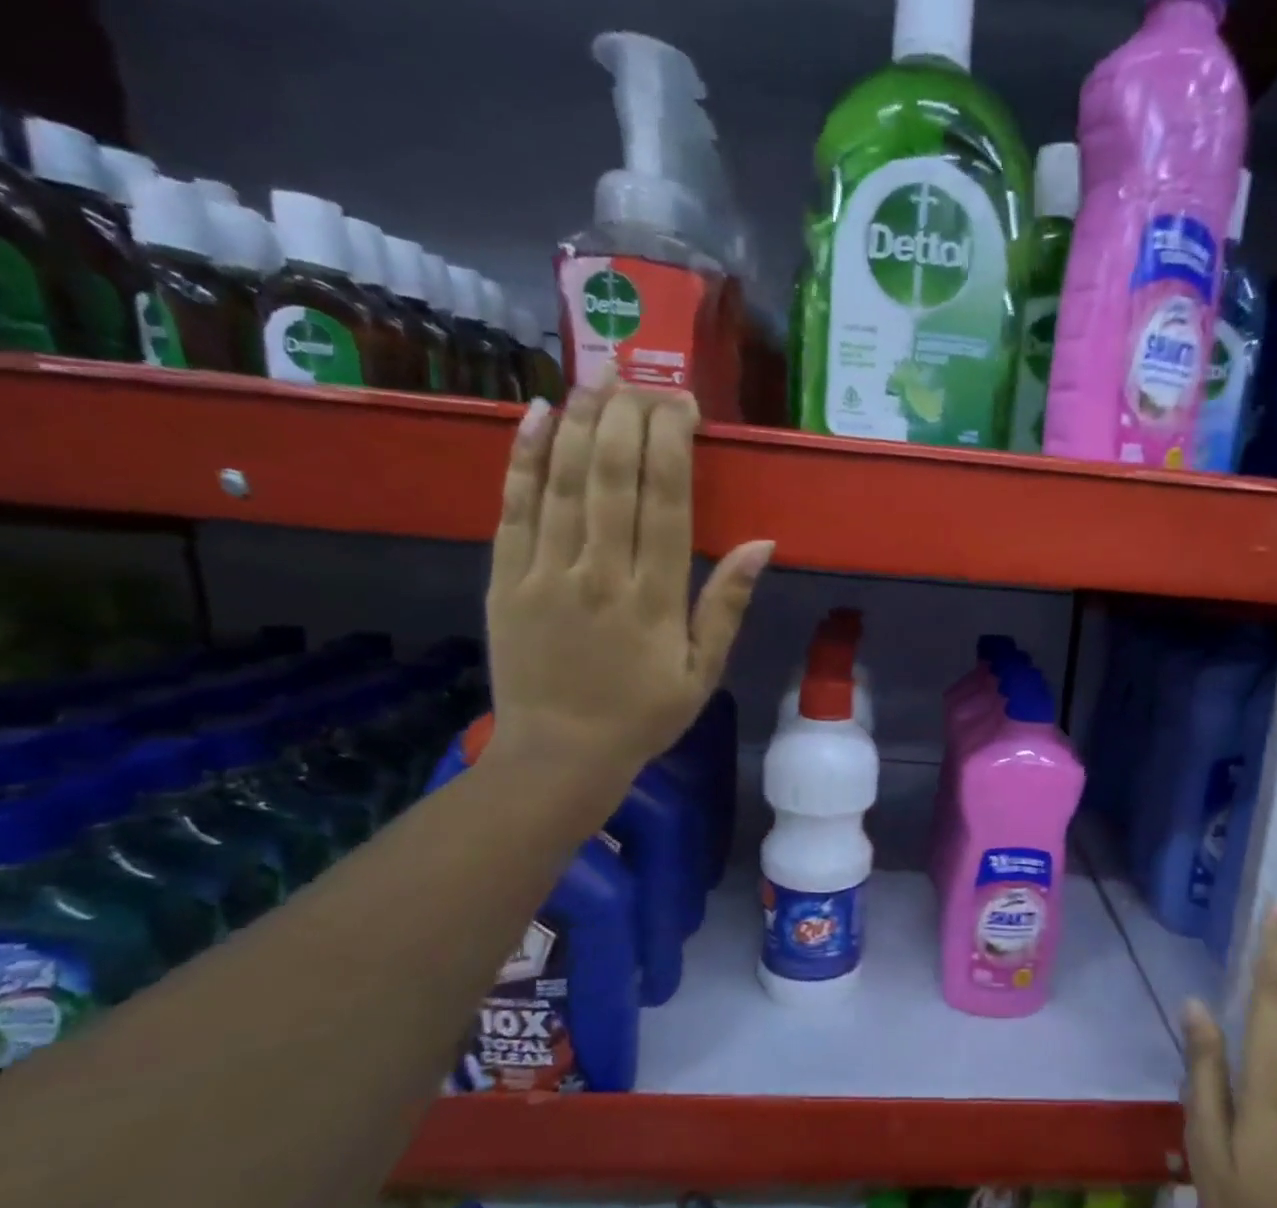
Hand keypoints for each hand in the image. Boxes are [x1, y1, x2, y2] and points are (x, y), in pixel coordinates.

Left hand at [485, 384, 772, 793]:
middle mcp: (600, 573)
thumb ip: (726, 605)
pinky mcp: (506, 578)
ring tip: (598, 376)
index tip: (683, 404)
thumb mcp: (703, 672)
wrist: (559, 755)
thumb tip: (762, 543)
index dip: (673, 443)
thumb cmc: (643, 716)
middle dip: (629, 416)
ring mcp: (546, 572)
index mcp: (655, 599)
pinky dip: (525, 458)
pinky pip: (514, 507)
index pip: (665, 501)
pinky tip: (538, 415)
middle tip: (643, 378)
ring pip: (564, 480)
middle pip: (613, 476)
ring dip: (582, 421)